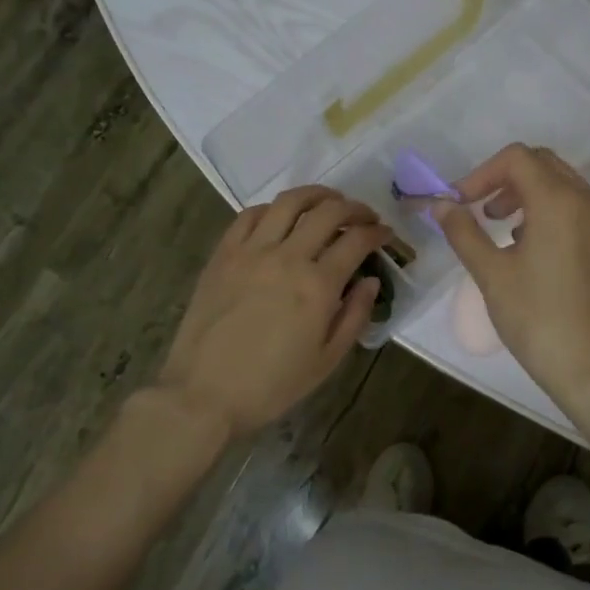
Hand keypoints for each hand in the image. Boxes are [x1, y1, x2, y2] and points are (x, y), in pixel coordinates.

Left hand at [160, 186, 389, 436]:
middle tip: (365, 216)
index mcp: (318, 286)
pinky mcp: (223, 254)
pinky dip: (273, 208)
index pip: (356, 240)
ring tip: (328, 201)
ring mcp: (251, 251)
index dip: (377, 232)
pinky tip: (281, 217)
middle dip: (354, 208)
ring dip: (316, 195)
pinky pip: (250, 215)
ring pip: (289, 202)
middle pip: (328, 212)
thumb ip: (354, 315)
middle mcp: (287, 257)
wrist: (204, 394)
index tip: (385, 233)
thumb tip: (370, 280)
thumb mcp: (327, 360)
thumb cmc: (272, 385)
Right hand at [432, 144, 589, 409]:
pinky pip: (578, 209)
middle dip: (505, 179)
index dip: (482, 174)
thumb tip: (440, 205)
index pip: (517, 158)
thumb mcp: (490, 273)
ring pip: (563, 185)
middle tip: (479, 211)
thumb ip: (463, 231)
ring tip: (501, 229)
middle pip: (543, 164)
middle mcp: (588, 201)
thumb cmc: (534, 317)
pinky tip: (530, 248)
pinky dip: (550, 212)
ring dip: (528, 194)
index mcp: (558, 201)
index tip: (460, 203)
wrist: (588, 365)